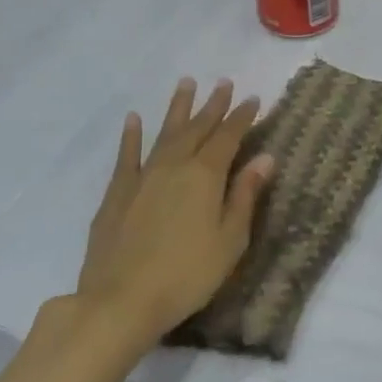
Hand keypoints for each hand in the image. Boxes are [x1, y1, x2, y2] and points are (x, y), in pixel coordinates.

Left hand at [65, 78, 274, 344]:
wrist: (121, 300)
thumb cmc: (188, 274)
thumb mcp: (230, 239)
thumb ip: (245, 195)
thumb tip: (265, 157)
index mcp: (205, 176)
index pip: (228, 137)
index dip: (242, 117)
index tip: (254, 99)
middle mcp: (174, 166)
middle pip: (197, 128)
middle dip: (213, 105)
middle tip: (223, 82)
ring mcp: (142, 177)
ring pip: (164, 133)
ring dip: (177, 108)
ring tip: (186, 83)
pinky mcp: (117, 194)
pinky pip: (127, 156)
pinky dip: (132, 136)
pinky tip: (134, 119)